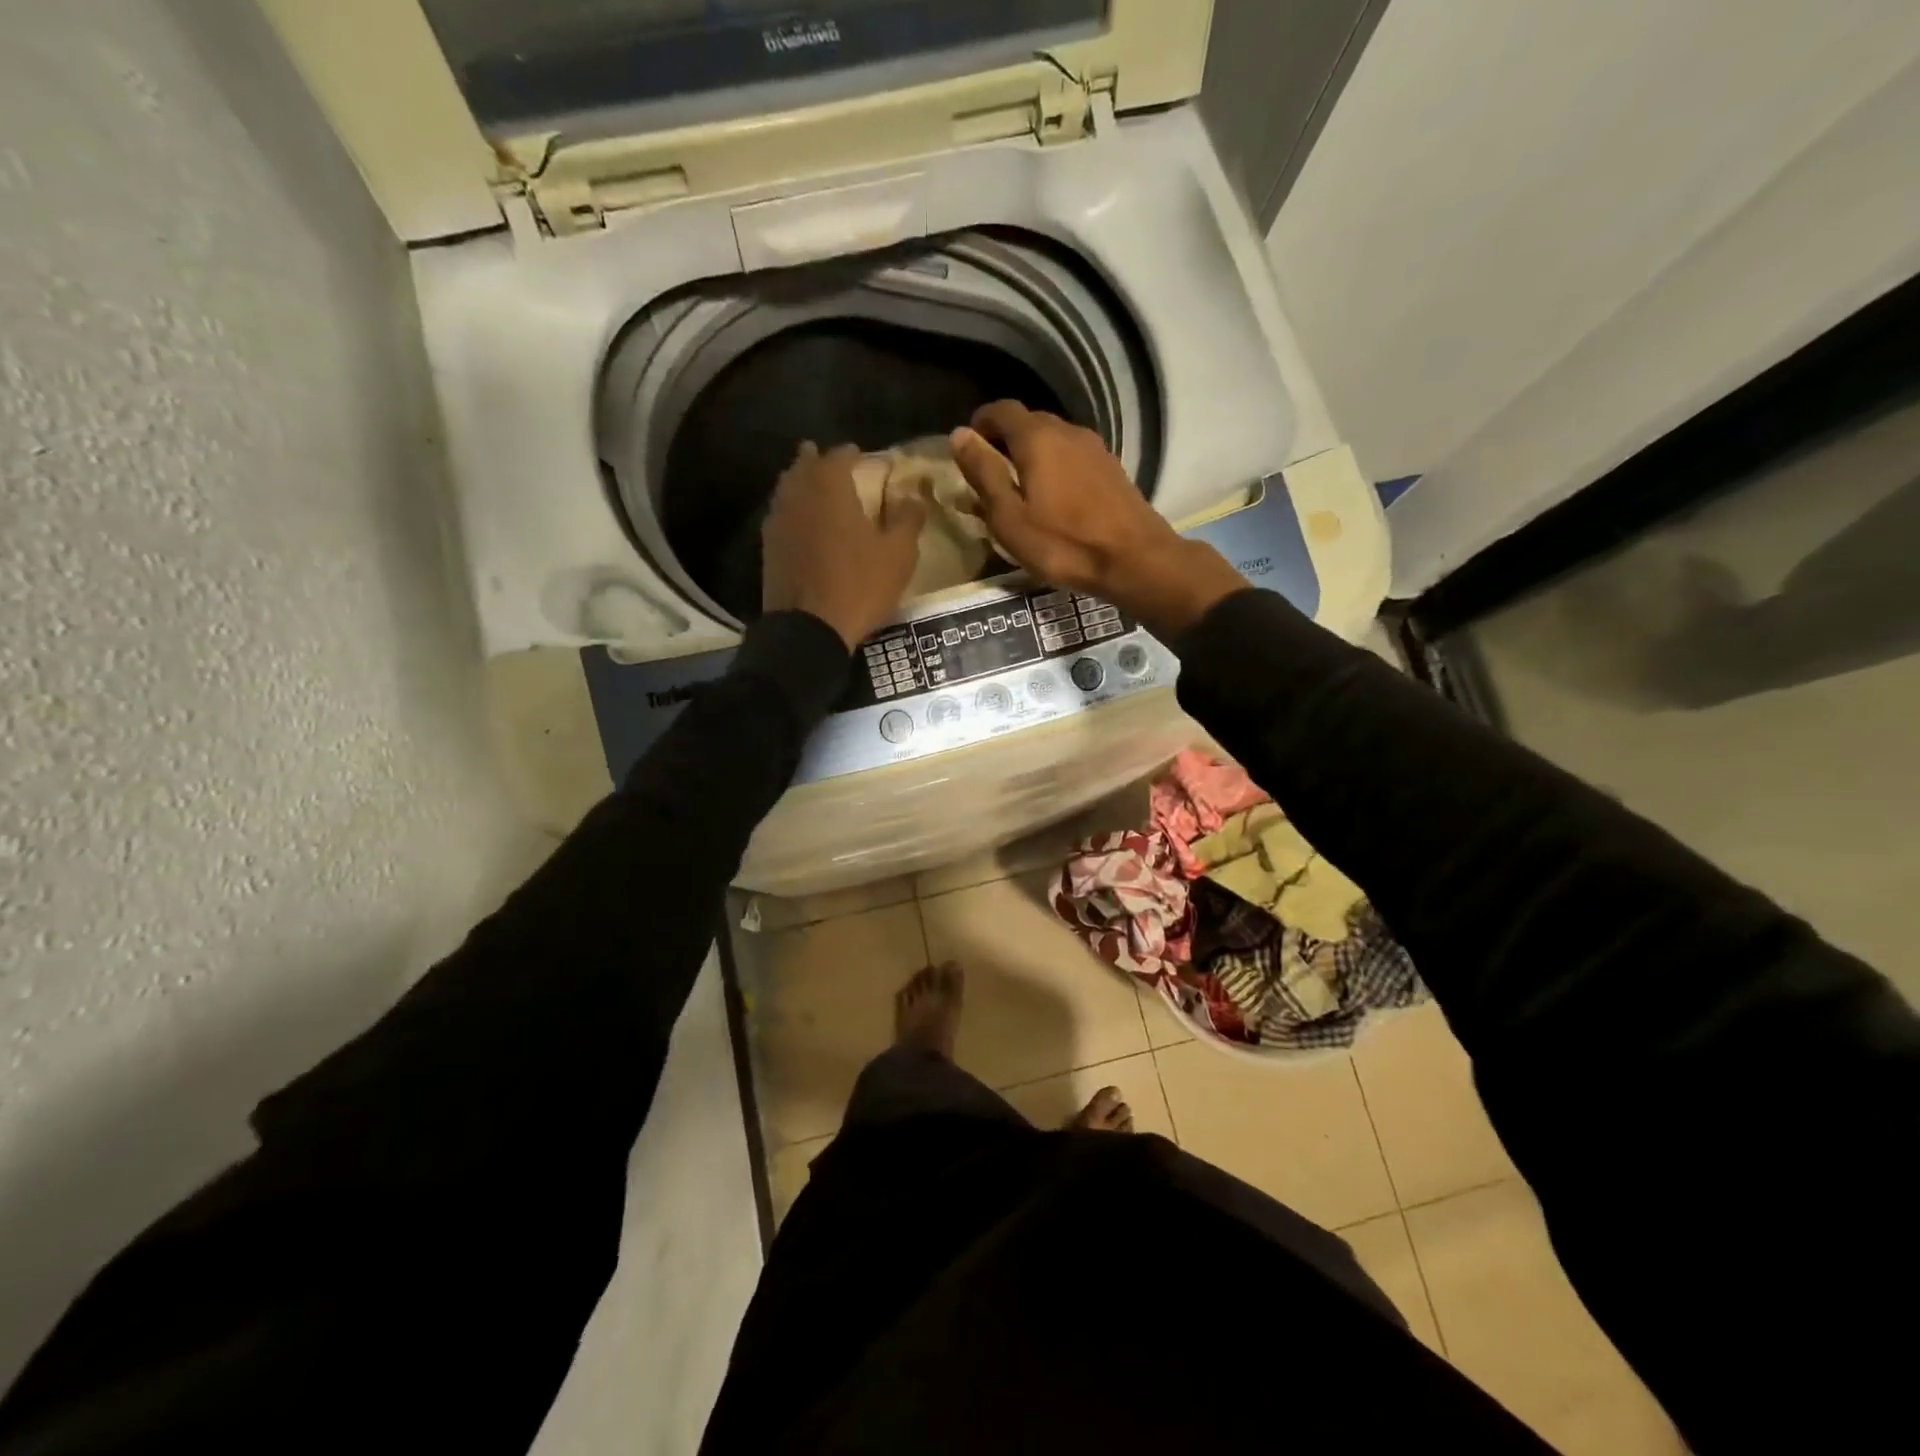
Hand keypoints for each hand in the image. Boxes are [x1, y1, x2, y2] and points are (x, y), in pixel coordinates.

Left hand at [762, 442, 926, 649]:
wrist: (809, 629)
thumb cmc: (859, 586)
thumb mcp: (898, 555)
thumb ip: (908, 520)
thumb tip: (913, 497)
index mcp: (830, 486)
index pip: (840, 455)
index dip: (853, 454)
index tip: (863, 457)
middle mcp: (798, 493)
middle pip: (805, 465)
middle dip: (819, 461)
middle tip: (835, 467)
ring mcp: (777, 520)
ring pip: (788, 488)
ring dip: (802, 483)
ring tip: (818, 491)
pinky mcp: (768, 547)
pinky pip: (780, 515)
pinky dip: (792, 511)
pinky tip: (803, 524)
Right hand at [950, 402, 1247, 638]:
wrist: (1135, 560)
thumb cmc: (1063, 544)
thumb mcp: (1009, 517)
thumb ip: (983, 473)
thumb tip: (960, 434)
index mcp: (1037, 438)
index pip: (1002, 410)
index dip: (981, 424)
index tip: (969, 449)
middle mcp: (1067, 431)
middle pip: (1028, 423)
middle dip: (1004, 442)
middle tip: (989, 476)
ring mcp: (1094, 448)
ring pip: (1053, 441)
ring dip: (1031, 457)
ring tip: (1019, 492)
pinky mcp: (1111, 469)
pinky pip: (1072, 458)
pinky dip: (1054, 468)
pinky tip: (1053, 501)